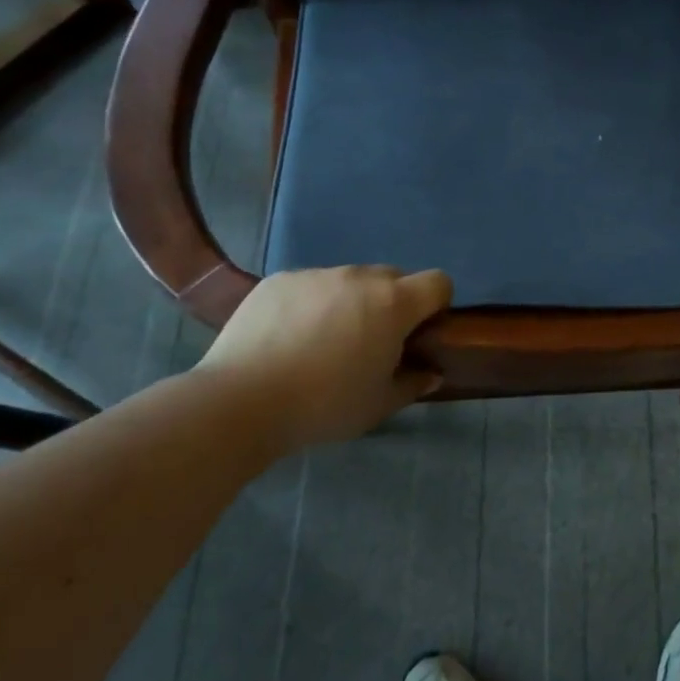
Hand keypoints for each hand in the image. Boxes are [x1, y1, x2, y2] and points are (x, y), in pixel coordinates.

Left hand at [197, 266, 452, 446]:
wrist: (241, 402)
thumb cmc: (324, 406)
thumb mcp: (378, 405)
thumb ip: (413, 383)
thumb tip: (432, 373)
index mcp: (393, 304)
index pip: (438, 282)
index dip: (436, 305)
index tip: (419, 333)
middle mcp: (359, 277)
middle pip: (393, 278)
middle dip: (391, 304)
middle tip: (370, 343)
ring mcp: (317, 274)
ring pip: (348, 282)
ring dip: (349, 303)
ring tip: (320, 344)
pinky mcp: (279, 280)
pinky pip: (309, 286)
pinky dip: (310, 305)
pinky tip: (286, 340)